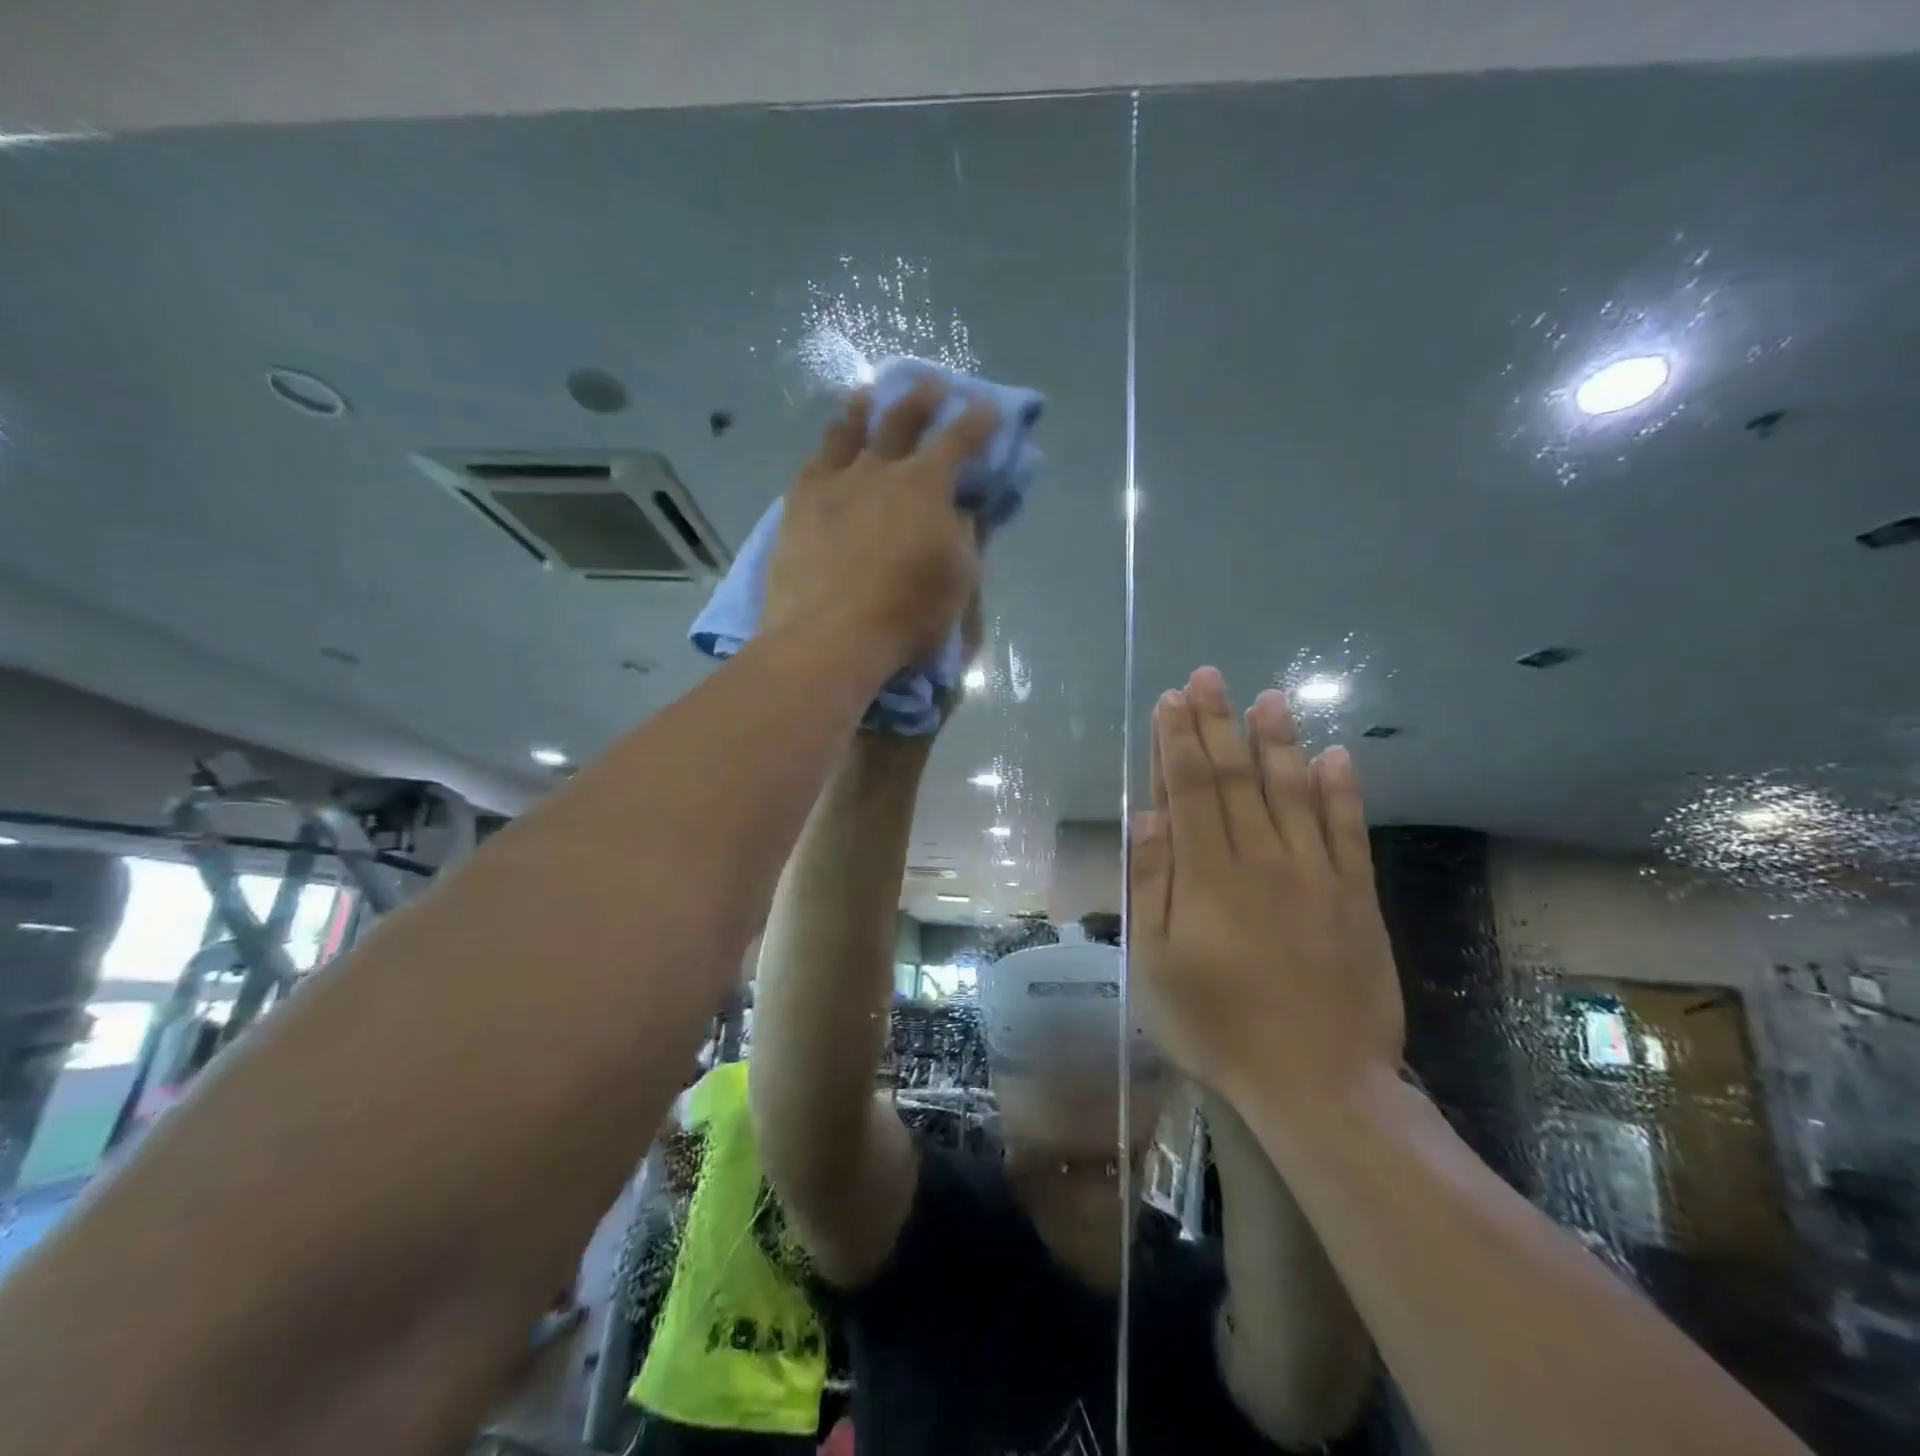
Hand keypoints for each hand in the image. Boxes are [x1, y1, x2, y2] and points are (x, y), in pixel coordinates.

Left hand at [765, 384, 995, 672]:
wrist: (831, 636)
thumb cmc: (907, 614)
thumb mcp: (959, 580)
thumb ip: (966, 537)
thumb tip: (964, 511)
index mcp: (926, 485)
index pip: (959, 439)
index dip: (978, 420)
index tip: (987, 408)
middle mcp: (880, 469)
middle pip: (902, 418)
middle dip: (922, 397)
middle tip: (932, 385)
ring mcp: (834, 482)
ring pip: (849, 430)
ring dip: (865, 410)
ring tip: (868, 398)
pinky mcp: (798, 503)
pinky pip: (814, 462)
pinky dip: (828, 449)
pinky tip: (828, 449)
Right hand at [1129, 666, 1403, 1110]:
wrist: (1317, 1083)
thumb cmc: (1217, 1026)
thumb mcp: (1155, 965)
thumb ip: (1151, 886)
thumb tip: (1146, 817)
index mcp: (1208, 875)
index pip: (1189, 789)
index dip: (1177, 740)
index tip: (1171, 700)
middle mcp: (1261, 858)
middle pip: (1235, 777)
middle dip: (1218, 723)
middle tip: (1210, 677)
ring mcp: (1315, 874)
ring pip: (1293, 791)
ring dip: (1278, 741)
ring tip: (1270, 697)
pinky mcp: (1356, 896)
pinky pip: (1349, 832)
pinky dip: (1342, 791)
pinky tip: (1336, 755)